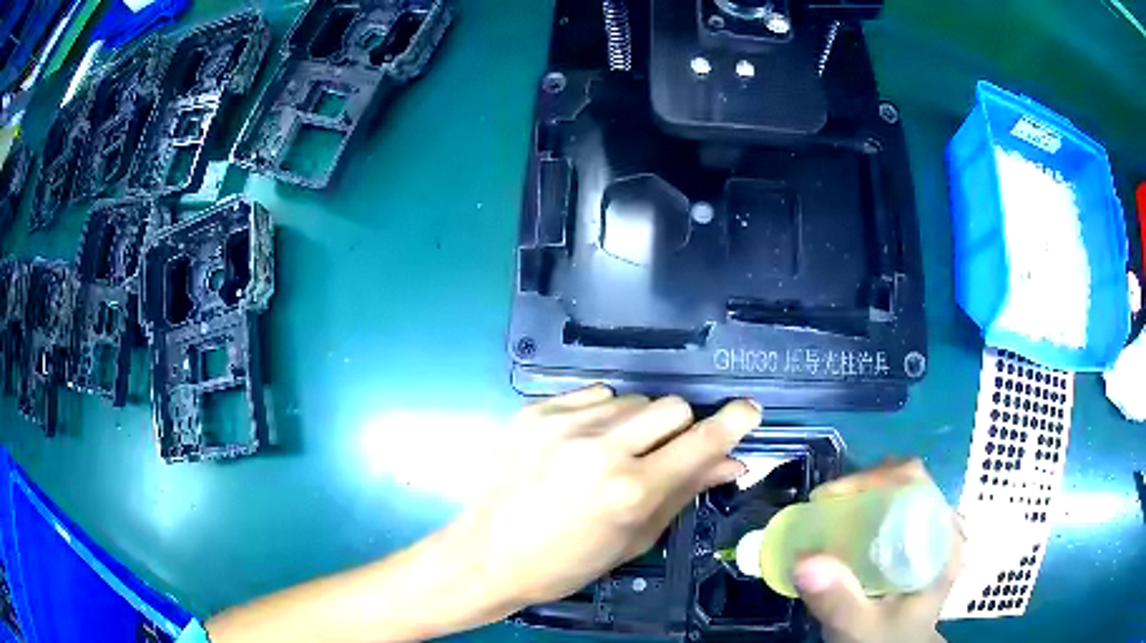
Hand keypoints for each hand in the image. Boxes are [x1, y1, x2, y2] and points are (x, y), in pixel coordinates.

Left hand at [443, 386, 761, 607]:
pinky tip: (584, 442)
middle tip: (661, 455)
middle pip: (671, 407)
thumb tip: (732, 463)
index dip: (732, 423)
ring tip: (614, 453)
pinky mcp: (534, 412)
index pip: (700, 442)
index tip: (748, 411)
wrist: (488, 555)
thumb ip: (685, 492)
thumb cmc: (567, 564)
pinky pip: (593, 395)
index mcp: (630, 490)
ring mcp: (562, 424)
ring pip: (633, 399)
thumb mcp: (634, 538)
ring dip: (639, 423)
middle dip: (680, 428)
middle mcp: (600, 448)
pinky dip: (602, 414)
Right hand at [793, 460, 963, 642]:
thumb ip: (838, 601)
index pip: (916, 484)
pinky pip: (898, 509)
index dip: (874, 479)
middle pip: (909, 482)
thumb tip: (803, 561)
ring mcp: (934, 533)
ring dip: (867, 494)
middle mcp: (944, 528)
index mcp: (943, 543)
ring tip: (832, 512)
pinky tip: (849, 525)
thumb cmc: (885, 641)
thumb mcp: (860, 628)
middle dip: (865, 485)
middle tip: (825, 504)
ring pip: (903, 492)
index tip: (830, 498)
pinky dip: (871, 508)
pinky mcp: (921, 542)